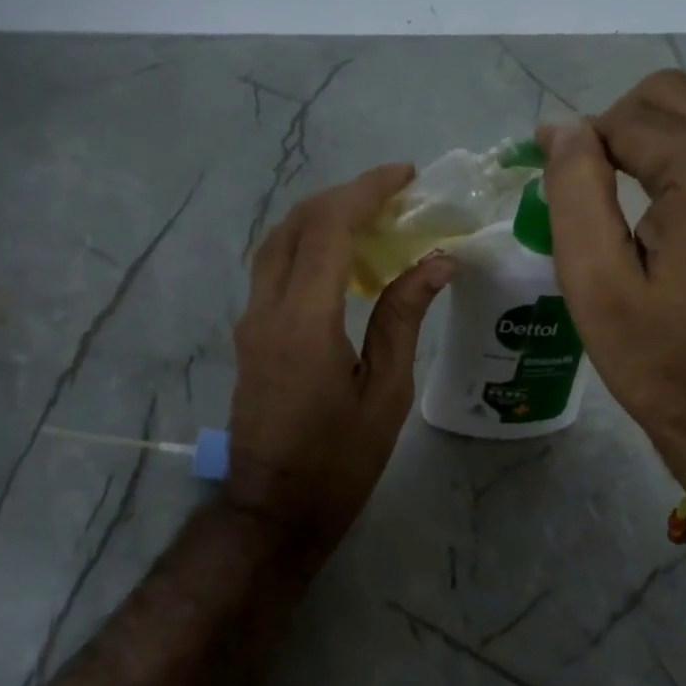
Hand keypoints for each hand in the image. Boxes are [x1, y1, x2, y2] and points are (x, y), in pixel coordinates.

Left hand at [228, 164, 453, 563]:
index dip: (366, 191)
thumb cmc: (338, 461)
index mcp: (304, 320)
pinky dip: (308, 247)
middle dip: (344, 196)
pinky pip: (274, 269)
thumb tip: (436, 263)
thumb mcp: (385, 393)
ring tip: (371, 219)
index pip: (329, 228)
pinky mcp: (249, 335)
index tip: (405, 175)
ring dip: (321, 218)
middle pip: (296, 224)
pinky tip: (344, 261)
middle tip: (393, 194)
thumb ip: (402, 319)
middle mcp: (266, 308)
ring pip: (278, 243)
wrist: (273, 509)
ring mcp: (251, 321)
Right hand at [539, 69, 685, 481]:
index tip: (554, 184)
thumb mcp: (594, 281)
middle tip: (589, 186)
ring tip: (630, 179)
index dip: (580, 145)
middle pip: (672, 93)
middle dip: (619, 125)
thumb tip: (560, 125)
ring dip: (661, 124)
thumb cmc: (657, 356)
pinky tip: (674, 186)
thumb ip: (574, 190)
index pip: (627, 119)